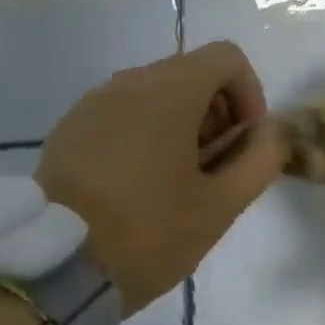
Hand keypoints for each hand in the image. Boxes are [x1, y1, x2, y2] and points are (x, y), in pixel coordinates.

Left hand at [36, 42, 288, 313]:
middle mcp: (129, 81)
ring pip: (154, 92)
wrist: (54, 266)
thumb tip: (270, 132)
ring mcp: (93, 101)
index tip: (244, 143)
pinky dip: (143, 132)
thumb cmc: (147, 232)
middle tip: (213, 169)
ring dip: (180, 124)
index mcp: (169, 90)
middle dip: (216, 113)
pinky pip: (121, 112)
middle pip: (190, 73)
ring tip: (175, 181)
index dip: (249, 94)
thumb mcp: (219, 206)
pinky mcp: (70, 126)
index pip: (226, 58)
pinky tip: (135, 183)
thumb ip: (258, 160)